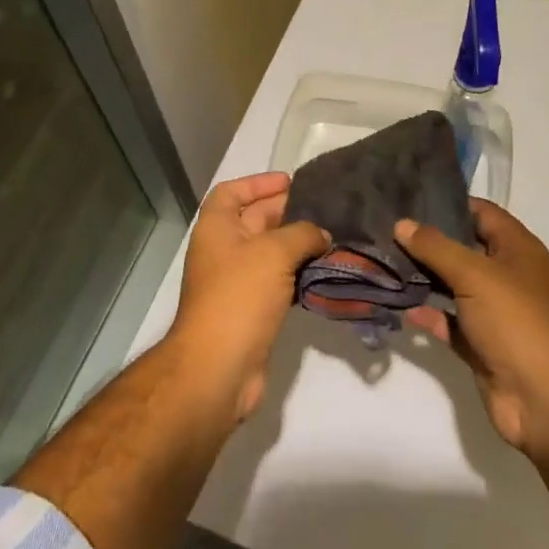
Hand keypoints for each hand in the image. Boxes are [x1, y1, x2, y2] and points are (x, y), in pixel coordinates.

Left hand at [171, 172, 329, 421]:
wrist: (219, 367)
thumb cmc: (239, 296)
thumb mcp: (274, 252)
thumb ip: (302, 233)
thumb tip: (321, 234)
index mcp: (216, 228)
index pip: (232, 192)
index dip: (258, 182)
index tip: (290, 182)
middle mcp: (223, 251)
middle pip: (254, 220)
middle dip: (286, 211)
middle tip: (324, 208)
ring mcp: (236, 283)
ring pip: (270, 253)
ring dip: (297, 245)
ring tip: (332, 237)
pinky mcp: (252, 311)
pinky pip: (278, 281)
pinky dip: (298, 274)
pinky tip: (323, 272)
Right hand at [399, 201, 548, 460]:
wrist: (545, 401)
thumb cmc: (517, 322)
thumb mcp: (476, 274)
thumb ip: (436, 247)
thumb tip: (402, 223)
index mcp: (517, 249)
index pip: (481, 212)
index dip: (449, 202)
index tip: (408, 196)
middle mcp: (506, 275)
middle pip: (463, 248)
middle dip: (427, 240)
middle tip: (385, 227)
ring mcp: (493, 311)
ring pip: (452, 285)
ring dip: (422, 276)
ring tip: (382, 259)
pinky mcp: (480, 344)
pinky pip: (448, 321)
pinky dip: (427, 314)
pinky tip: (399, 305)